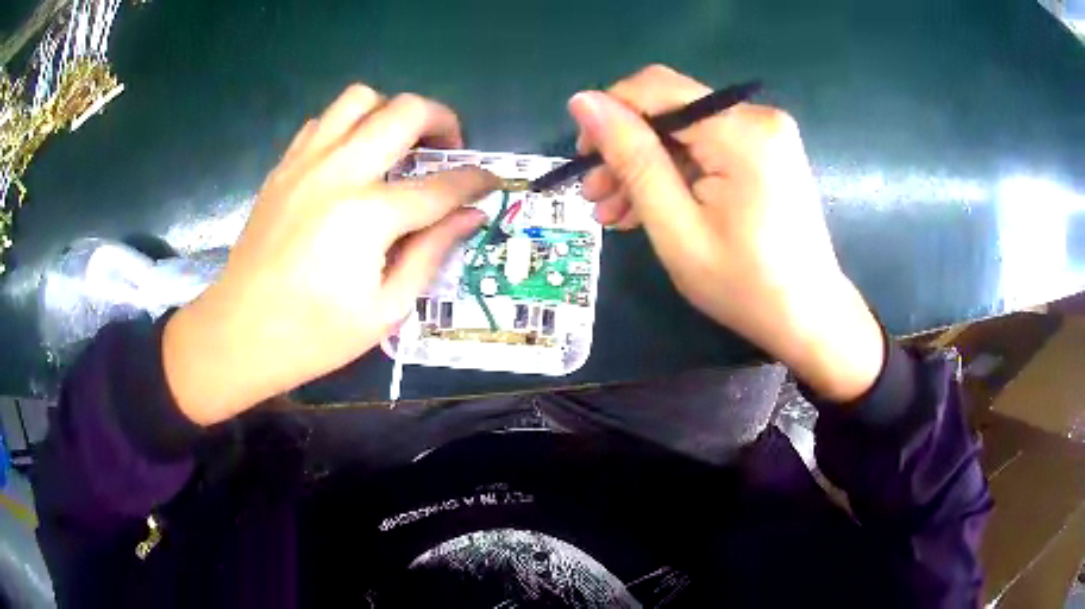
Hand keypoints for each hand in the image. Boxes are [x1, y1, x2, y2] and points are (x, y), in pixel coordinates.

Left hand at [163, 86, 499, 424]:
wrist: (238, 334)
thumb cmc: (313, 336)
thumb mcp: (385, 309)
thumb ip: (432, 253)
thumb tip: (473, 216)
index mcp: (368, 216)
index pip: (442, 184)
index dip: (477, 181)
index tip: (493, 182)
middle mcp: (339, 172)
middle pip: (405, 111)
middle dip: (443, 120)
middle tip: (450, 148)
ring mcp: (306, 163)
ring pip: (360, 98)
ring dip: (391, 111)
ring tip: (398, 143)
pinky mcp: (283, 167)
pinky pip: (323, 121)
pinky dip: (348, 125)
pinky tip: (353, 157)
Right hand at [568, 65, 882, 401]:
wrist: (809, 317)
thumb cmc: (744, 284)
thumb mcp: (675, 226)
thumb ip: (631, 157)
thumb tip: (583, 100)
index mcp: (740, 130)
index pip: (655, 89)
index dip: (609, 114)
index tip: (583, 159)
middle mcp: (757, 117)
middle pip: (670, 110)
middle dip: (626, 148)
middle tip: (594, 195)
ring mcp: (766, 134)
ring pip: (685, 132)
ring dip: (646, 166)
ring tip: (613, 211)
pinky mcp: (767, 152)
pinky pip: (708, 149)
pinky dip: (677, 174)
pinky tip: (650, 206)